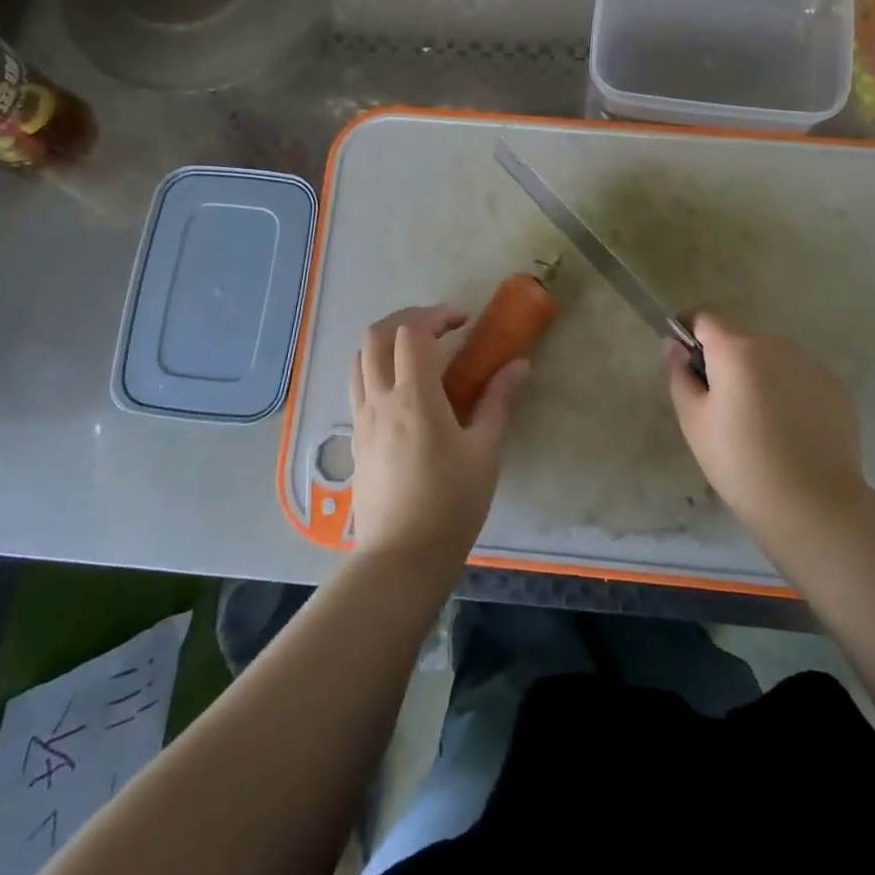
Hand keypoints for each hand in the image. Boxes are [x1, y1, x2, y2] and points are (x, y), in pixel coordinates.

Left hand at [349, 305, 528, 577]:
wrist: (400, 559)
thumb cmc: (451, 505)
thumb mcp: (485, 453)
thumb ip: (499, 403)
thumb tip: (518, 365)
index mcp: (414, 397)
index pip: (412, 332)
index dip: (436, 315)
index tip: (462, 322)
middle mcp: (380, 399)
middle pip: (376, 335)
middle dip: (406, 319)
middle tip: (438, 328)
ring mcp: (362, 418)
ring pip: (359, 358)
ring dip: (385, 341)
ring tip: (416, 352)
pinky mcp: (355, 438)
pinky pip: (357, 385)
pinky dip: (375, 368)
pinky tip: (401, 389)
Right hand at [665, 313, 865, 554]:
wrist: (813, 506)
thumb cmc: (740, 463)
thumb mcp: (694, 420)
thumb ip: (679, 374)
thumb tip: (675, 345)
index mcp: (737, 349)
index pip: (706, 316)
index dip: (690, 330)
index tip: (685, 358)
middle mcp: (777, 345)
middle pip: (740, 336)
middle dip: (724, 357)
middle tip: (718, 402)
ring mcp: (811, 364)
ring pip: (772, 356)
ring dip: (757, 372)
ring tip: (756, 420)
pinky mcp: (836, 388)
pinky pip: (799, 376)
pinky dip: (787, 390)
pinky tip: (787, 430)